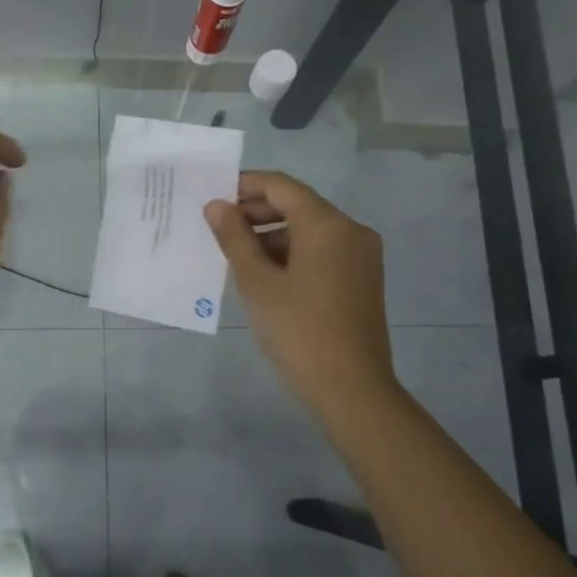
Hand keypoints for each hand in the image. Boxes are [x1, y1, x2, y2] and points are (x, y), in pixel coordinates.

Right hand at [206, 171, 399, 417]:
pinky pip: (323, 251)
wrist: (353, 390)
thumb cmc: (299, 331)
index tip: (213, 197)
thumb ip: (234, 238)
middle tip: (219, 229)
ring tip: (236, 257)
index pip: (281, 186)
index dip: (245, 186)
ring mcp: (361, 256)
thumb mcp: (257, 282)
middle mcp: (351, 231)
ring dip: (273, 235)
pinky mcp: (362, 280)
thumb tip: (216, 205)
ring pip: (310, 230)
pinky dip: (293, 253)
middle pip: (298, 205)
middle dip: (257, 212)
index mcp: (327, 224)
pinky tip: (266, 275)